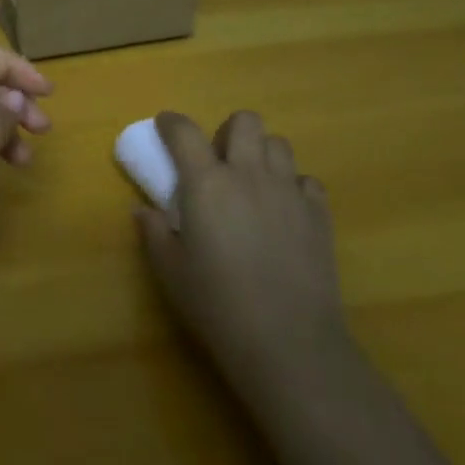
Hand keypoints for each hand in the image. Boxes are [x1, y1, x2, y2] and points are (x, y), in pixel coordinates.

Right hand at [135, 111, 348, 405]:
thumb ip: (154, 233)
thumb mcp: (171, 271)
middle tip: (218, 161)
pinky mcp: (319, 215)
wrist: (288, 342)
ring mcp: (289, 192)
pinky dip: (293, 186)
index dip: (171, 123)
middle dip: (228, 131)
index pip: (184, 131)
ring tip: (252, 183)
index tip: (165, 127)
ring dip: (262, 154)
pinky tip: (284, 211)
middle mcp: (248, 174)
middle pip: (244, 121)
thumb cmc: (217, 305)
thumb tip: (145, 211)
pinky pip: (307, 181)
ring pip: (279, 144)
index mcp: (206, 183)